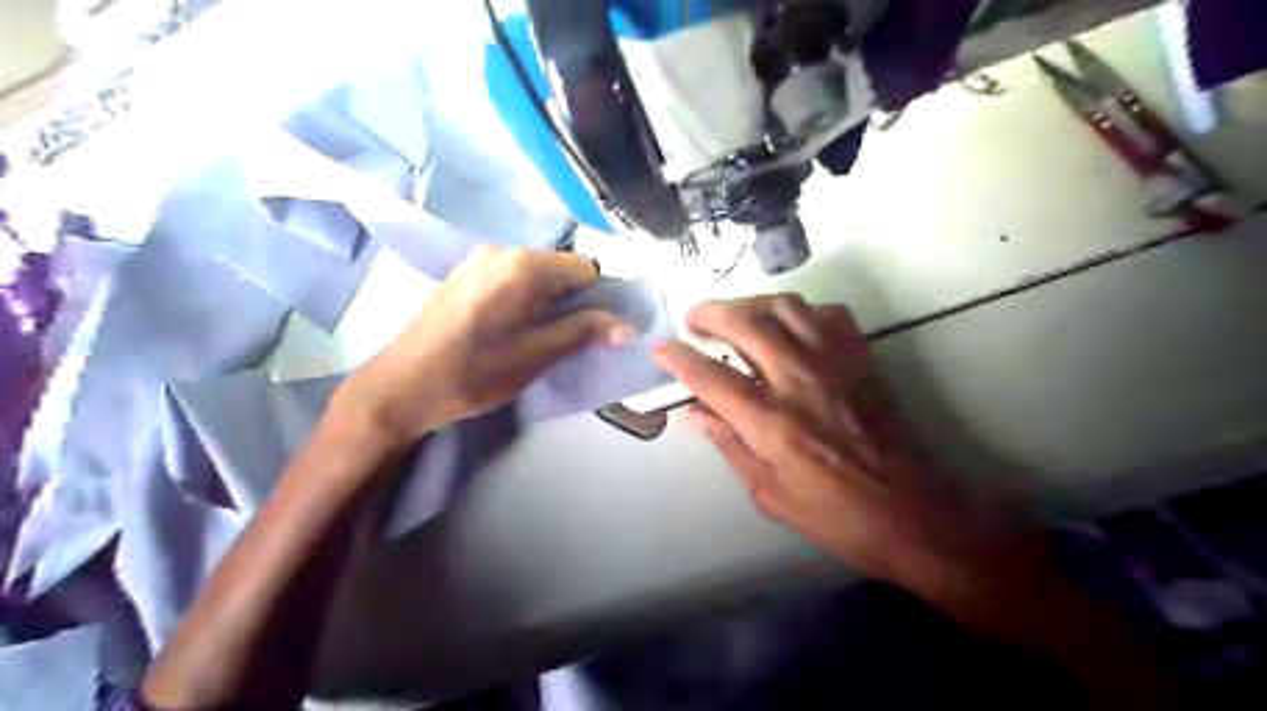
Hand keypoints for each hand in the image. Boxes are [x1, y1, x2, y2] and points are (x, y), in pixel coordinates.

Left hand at [337, 245, 634, 444]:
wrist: (400, 387)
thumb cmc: (475, 372)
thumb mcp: (537, 355)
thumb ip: (583, 332)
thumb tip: (627, 326)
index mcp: (524, 265)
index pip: (586, 268)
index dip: (598, 300)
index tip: (593, 332)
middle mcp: (502, 250)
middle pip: (560, 268)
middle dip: (572, 301)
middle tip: (565, 339)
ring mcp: (478, 260)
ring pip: (536, 274)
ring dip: (548, 302)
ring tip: (536, 338)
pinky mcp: (463, 274)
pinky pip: (510, 278)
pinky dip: (524, 299)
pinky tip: (509, 329)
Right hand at [653, 294, 1028, 599]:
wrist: (912, 510)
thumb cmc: (835, 514)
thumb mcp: (769, 494)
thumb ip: (730, 445)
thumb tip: (696, 413)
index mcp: (770, 421)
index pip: (709, 375)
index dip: (677, 357)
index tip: (660, 348)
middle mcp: (798, 380)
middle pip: (745, 322)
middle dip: (709, 312)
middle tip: (693, 318)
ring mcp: (834, 362)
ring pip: (785, 306)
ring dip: (751, 303)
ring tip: (736, 315)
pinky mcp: (861, 357)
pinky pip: (827, 314)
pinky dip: (800, 311)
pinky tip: (790, 326)